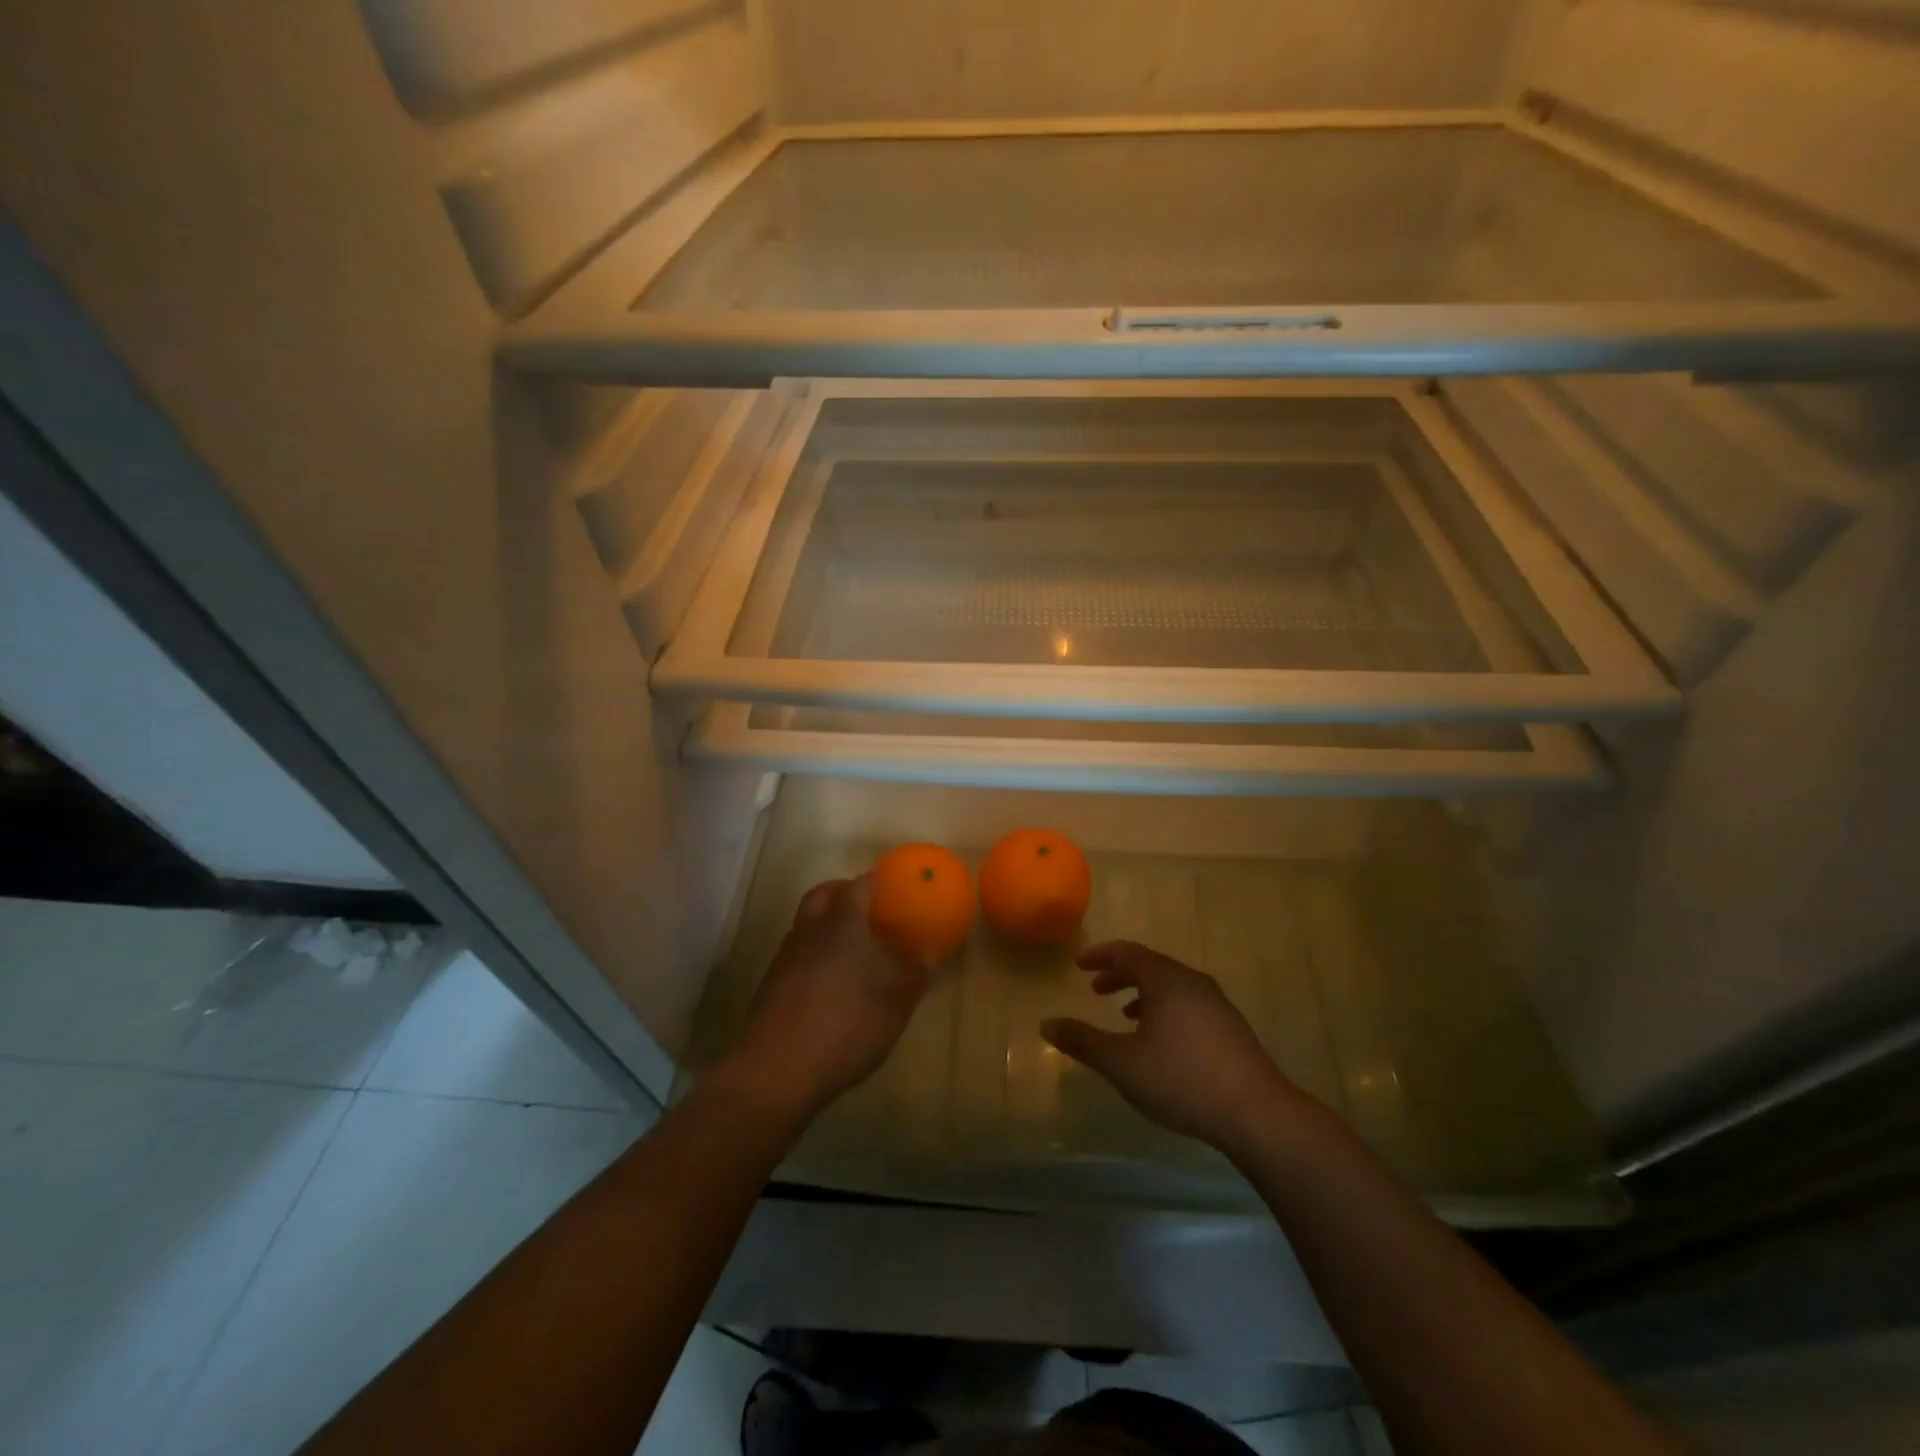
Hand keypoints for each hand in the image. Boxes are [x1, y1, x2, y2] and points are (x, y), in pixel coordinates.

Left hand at [719, 877, 929, 1122]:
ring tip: (851, 944)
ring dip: (826, 921)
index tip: (891, 885)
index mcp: (843, 924)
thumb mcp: (895, 1005)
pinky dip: (814, 950)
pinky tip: (830, 978)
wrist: (777, 1069)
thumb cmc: (846, 1026)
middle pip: (823, 895)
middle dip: (843, 891)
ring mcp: (786, 956)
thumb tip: (927, 955)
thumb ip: (914, 976)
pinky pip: (797, 951)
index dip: (875, 882)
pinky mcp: (771, 983)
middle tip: (867, 904)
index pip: (859, 887)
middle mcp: (810, 930)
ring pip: (806, 922)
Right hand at [1041, 941, 1315, 1153]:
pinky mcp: (1231, 1028)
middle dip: (1120, 974)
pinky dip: (1165, 1008)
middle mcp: (1192, 982)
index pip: (1127, 952)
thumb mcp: (1122, 1063)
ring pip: (1171, 986)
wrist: (1256, 1113)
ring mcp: (1217, 1003)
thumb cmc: (1182, 1079)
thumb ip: (1083, 1041)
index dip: (1100, 956)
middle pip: (1151, 966)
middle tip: (1097, 989)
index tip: (1079, 965)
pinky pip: (1188, 1003)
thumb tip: (1046, 1023)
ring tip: (1125, 1016)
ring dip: (1143, 993)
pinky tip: (1162, 1041)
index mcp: (1166, 980)